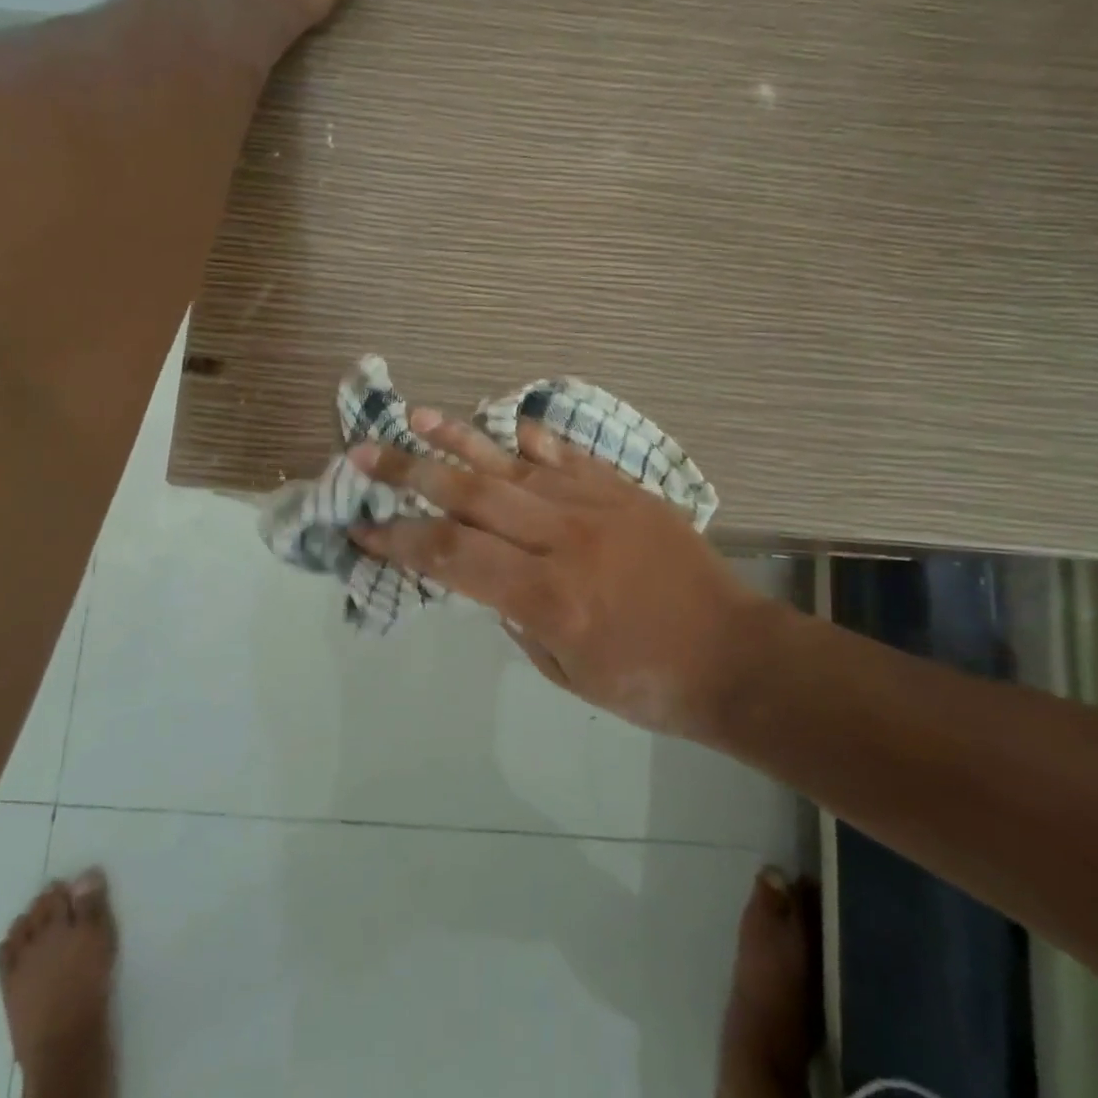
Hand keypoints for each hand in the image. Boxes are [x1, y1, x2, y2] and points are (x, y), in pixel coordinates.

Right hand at [346, 409, 765, 738]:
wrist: (735, 655)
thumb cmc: (646, 682)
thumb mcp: (565, 674)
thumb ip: (517, 618)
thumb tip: (488, 576)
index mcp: (549, 598)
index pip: (454, 558)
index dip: (401, 540)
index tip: (361, 527)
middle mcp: (565, 540)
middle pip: (472, 496)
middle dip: (410, 474)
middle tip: (365, 452)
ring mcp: (597, 507)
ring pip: (515, 464)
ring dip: (461, 439)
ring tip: (417, 415)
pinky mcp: (625, 492)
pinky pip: (569, 456)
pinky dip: (533, 439)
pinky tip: (506, 423)